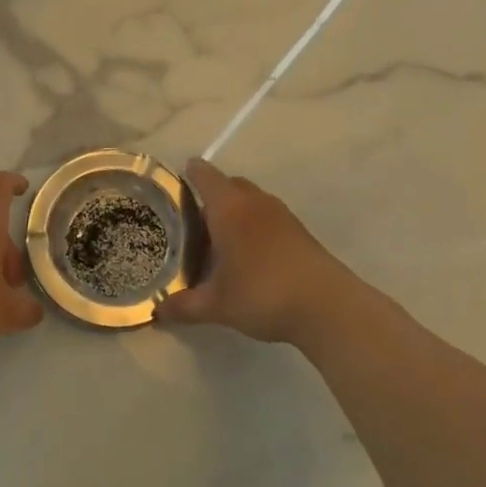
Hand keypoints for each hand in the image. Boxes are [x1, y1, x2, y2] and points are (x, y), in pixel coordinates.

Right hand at [155, 158, 351, 342]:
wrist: (327, 306)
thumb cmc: (263, 294)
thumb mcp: (217, 305)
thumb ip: (184, 306)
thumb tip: (157, 312)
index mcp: (229, 208)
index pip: (205, 176)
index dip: (190, 173)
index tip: (178, 179)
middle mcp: (254, 202)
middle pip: (230, 184)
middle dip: (212, 194)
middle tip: (194, 219)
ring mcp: (281, 215)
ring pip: (252, 200)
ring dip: (236, 210)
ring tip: (220, 238)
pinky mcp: (300, 231)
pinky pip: (268, 216)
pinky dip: (255, 225)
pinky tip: (250, 255)